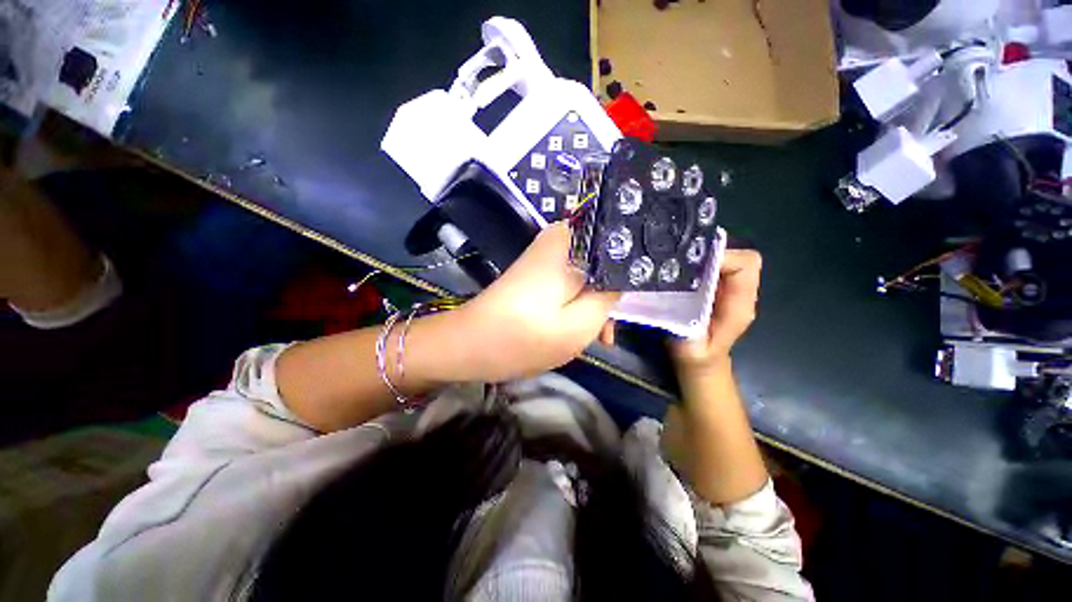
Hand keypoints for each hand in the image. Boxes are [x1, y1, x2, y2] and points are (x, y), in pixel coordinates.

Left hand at [451, 222, 620, 381]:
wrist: (468, 345)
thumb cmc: (522, 337)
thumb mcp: (578, 324)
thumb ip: (607, 296)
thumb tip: (619, 278)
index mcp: (567, 244)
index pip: (616, 238)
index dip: (630, 265)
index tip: (635, 297)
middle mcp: (557, 240)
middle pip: (603, 259)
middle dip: (610, 293)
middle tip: (609, 330)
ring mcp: (545, 257)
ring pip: (588, 274)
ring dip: (595, 304)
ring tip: (598, 337)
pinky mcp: (537, 273)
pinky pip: (571, 283)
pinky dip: (578, 304)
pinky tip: (580, 330)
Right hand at [671, 249, 761, 374]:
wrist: (701, 360)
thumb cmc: (697, 356)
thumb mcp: (691, 348)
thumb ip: (688, 329)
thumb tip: (676, 307)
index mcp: (739, 304)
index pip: (746, 265)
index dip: (723, 256)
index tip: (692, 263)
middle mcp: (738, 290)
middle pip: (734, 255)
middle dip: (706, 252)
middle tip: (676, 259)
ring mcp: (726, 287)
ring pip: (720, 258)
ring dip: (697, 256)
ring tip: (672, 262)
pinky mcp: (713, 286)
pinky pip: (708, 266)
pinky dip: (693, 263)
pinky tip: (673, 271)